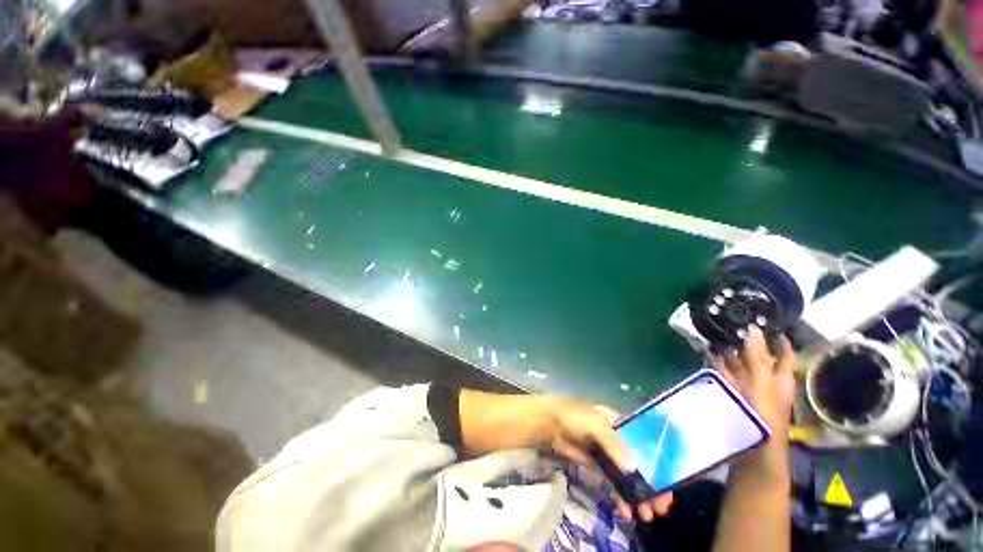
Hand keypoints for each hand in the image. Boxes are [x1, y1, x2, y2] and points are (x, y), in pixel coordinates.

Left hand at [541, 398, 673, 521]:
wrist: (548, 423)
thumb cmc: (573, 416)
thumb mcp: (594, 424)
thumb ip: (613, 443)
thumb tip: (635, 467)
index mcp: (620, 424)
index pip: (646, 445)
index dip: (659, 464)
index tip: (669, 485)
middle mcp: (618, 440)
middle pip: (640, 464)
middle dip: (651, 486)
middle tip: (660, 508)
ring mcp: (607, 454)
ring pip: (628, 477)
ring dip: (638, 495)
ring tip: (646, 515)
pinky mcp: (597, 465)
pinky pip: (613, 483)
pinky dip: (620, 497)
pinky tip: (625, 511)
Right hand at [714, 328, 794, 485]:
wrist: (752, 451)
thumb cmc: (765, 418)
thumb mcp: (763, 385)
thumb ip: (758, 359)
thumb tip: (754, 331)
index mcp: (779, 380)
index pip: (782, 355)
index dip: (778, 340)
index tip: (767, 322)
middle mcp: (764, 382)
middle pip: (758, 359)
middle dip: (746, 342)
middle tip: (731, 322)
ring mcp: (747, 390)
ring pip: (739, 366)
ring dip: (729, 352)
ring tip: (716, 333)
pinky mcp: (732, 396)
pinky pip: (725, 376)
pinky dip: (718, 365)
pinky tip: (708, 354)